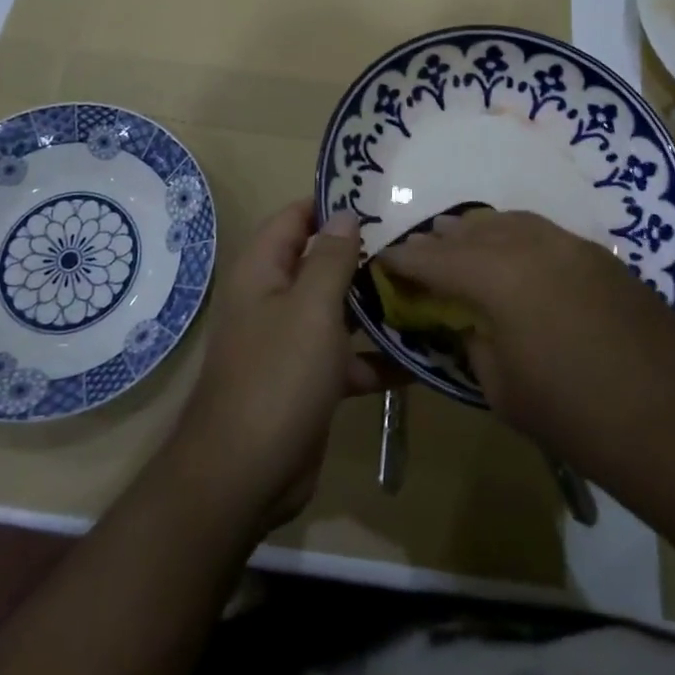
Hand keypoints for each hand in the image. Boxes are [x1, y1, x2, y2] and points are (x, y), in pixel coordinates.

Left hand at [173, 201, 396, 533]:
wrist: (245, 475)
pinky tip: (421, 358)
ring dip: (377, 306)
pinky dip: (377, 358)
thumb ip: (331, 258)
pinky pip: (347, 358)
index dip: (332, 205)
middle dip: (365, 256)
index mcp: (263, 271)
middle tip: (418, 245)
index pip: (295, 218)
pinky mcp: (309, 382)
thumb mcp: (311, 308)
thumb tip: (344, 214)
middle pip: (321, 264)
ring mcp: (291, 343)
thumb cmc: (278, 376)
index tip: (380, 199)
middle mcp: (274, 300)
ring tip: (429, 292)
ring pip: (338, 311)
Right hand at [378, 209, 674, 453]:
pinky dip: (518, 236)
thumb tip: (470, 321)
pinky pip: (545, 234)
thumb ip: (475, 342)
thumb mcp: (502, 388)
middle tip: (419, 245)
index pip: (437, 259)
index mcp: (499, 277)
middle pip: (474, 232)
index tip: (385, 257)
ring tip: (460, 235)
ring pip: (513, 223)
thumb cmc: (575, 415)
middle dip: (442, 239)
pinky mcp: (602, 258)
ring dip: (481, 230)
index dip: (406, 259)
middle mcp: (533, 246)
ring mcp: (573, 246)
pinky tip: (515, 252)